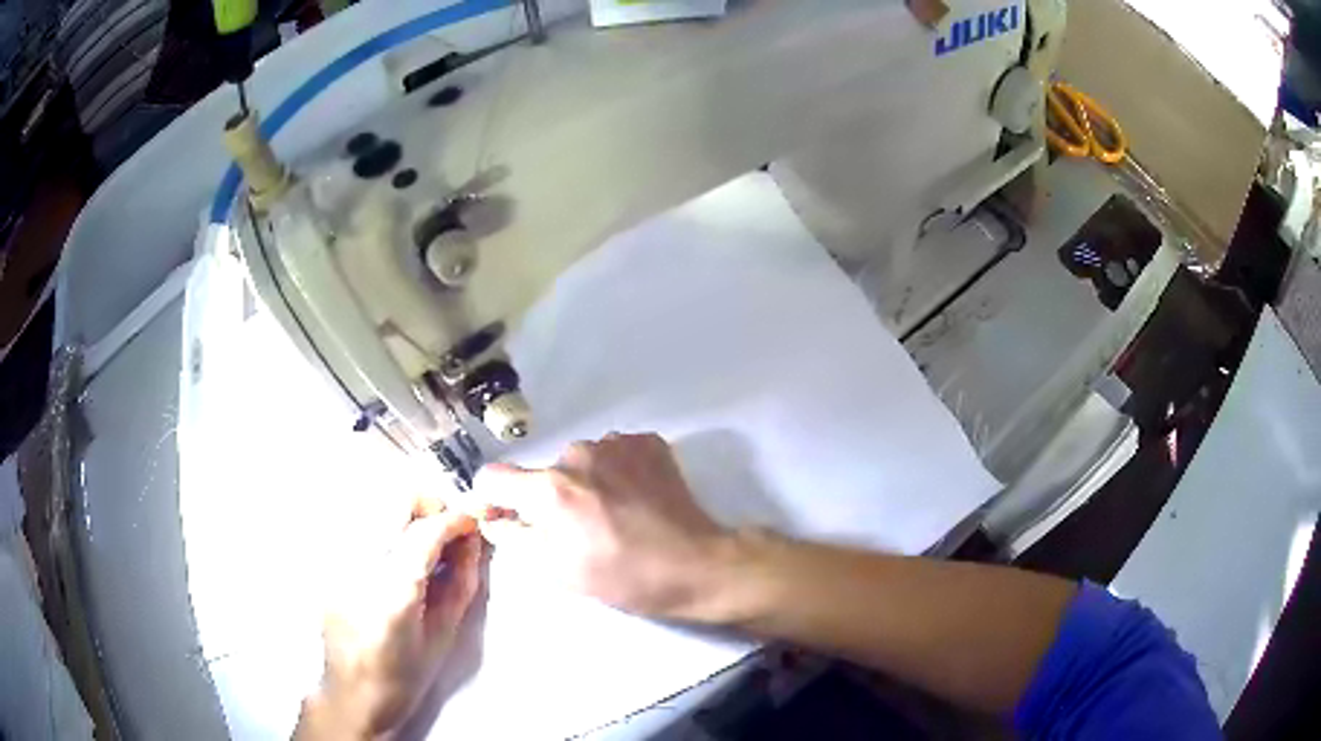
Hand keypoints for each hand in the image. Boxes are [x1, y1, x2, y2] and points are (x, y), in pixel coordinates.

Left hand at [295, 505, 480, 739]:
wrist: (352, 693)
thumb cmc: (405, 676)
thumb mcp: (444, 635)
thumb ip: (462, 581)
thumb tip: (473, 539)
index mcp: (392, 593)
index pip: (426, 531)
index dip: (456, 519)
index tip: (474, 521)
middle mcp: (357, 564)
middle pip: (395, 498)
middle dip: (429, 505)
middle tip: (446, 532)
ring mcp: (335, 558)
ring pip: (377, 502)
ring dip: (407, 513)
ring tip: (422, 545)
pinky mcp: (325, 558)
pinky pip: (360, 522)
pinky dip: (385, 527)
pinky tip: (394, 556)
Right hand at [474, 433, 736, 619]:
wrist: (698, 564)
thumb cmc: (624, 577)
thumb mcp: (559, 571)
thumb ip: (516, 538)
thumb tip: (495, 519)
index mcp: (550, 489)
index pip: (493, 477)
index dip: (493, 499)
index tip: (507, 517)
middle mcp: (577, 454)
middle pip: (543, 473)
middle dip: (549, 499)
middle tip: (578, 530)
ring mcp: (616, 443)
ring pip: (579, 462)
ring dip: (584, 483)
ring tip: (613, 514)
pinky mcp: (647, 442)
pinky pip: (612, 453)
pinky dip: (615, 472)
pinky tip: (635, 498)